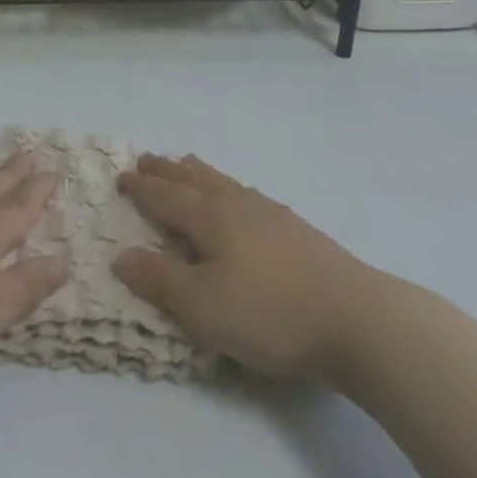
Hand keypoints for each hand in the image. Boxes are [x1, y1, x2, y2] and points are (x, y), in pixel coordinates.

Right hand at [114, 154, 372, 381]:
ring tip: (186, 163)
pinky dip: (228, 187)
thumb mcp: (202, 307)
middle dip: (166, 171)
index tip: (122, 175)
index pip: (166, 197)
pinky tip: (239, 198)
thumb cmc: (269, 313)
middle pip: (194, 181)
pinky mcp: (296, 230)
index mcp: (210, 218)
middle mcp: (237, 205)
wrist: (355, 318)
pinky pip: (246, 194)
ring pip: (223, 183)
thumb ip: (160, 280)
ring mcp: (270, 214)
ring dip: (198, 173)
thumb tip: (121, 256)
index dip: (142, 188)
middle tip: (146, 158)